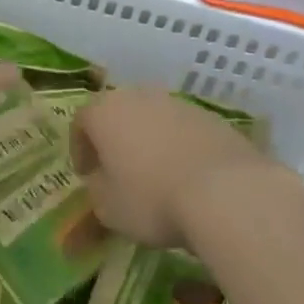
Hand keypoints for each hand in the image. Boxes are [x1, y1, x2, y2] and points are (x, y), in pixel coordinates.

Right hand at [72, 87, 271, 247]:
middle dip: (115, 139)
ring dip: (148, 140)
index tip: (86, 175)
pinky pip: (182, 129)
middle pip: (118, 113)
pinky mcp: (209, 116)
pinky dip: (178, 146)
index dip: (80, 149)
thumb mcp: (108, 208)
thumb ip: (96, 189)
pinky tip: (186, 175)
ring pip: (152, 118)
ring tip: (155, 174)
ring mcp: (177, 102)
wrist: (223, 190)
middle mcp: (138, 96)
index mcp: (105, 111)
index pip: (81, 122)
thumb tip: (101, 181)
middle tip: (117, 170)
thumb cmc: (151, 198)